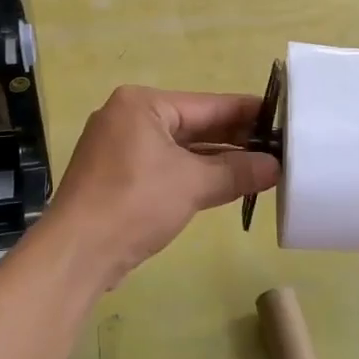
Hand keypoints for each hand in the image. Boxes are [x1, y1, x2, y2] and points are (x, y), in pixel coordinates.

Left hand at [42, 86, 279, 290]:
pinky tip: (226, 183)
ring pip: (180, 148)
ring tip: (261, 166)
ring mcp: (120, 148)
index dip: (247, 112)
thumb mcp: (193, 184)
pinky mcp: (117, 176)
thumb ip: (237, 171)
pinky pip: (165, 166)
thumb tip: (275, 167)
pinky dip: (194, 174)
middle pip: (193, 124)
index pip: (207, 104)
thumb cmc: (134, 204)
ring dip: (217, 160)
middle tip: (278, 146)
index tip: (282, 117)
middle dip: (234, 138)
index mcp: (142, 104)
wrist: (76, 254)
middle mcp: (128, 118)